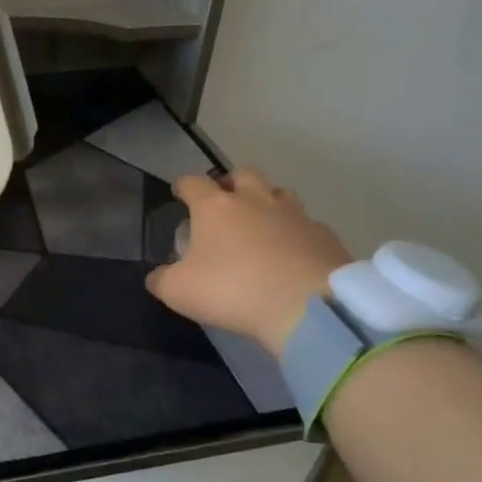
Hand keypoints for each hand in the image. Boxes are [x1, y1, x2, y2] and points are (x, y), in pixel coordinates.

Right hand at [146, 169, 352, 354]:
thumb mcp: (179, 292)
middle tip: (225, 204)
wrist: (308, 307)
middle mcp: (255, 200)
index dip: (183, 186)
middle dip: (231, 184)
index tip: (179, 194)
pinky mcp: (325, 235)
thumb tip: (157, 276)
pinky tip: (292, 254)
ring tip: (261, 225)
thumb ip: (162, 280)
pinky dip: (296, 233)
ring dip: (267, 202)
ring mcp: (294, 214)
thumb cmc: (232, 291)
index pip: (192, 182)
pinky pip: (307, 225)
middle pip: (242, 174)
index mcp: (215, 207)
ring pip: (279, 193)